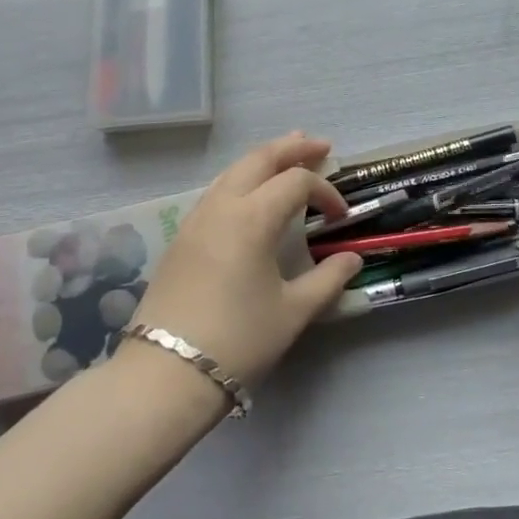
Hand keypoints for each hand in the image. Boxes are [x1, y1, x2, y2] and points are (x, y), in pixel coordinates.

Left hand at [120, 133, 362, 392]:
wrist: (166, 373)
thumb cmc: (238, 340)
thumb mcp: (293, 312)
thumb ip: (328, 279)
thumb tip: (352, 259)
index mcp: (252, 218)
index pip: (296, 182)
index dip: (325, 191)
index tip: (340, 217)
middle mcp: (221, 207)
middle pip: (259, 159)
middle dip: (292, 148)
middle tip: (320, 145)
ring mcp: (196, 220)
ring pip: (233, 172)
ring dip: (263, 159)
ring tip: (287, 155)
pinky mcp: (181, 238)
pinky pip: (217, 191)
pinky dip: (241, 179)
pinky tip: (251, 194)